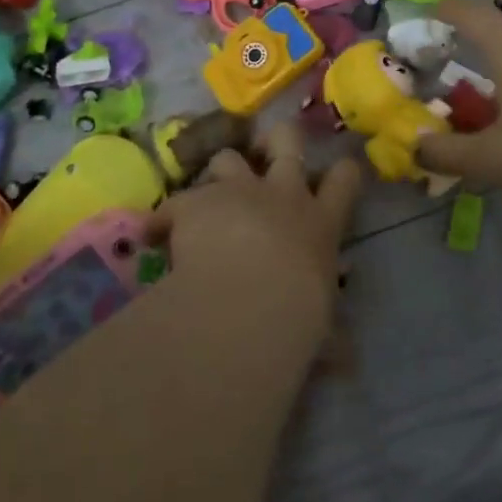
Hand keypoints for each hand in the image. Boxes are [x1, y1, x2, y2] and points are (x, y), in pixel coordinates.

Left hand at [146, 122, 363, 340]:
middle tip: (268, 147)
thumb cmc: (299, 317)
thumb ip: (331, 339)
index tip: (338, 170)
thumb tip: (345, 363)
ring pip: (229, 157)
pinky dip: (166, 218)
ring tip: (210, 196)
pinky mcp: (196, 201)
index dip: (341, 171)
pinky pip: (175, 201)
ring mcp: (238, 191)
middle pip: (288, 140)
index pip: (344, 180)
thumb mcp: (323, 330)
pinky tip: (156, 236)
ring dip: (221, 174)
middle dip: (279, 138)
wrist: (250, 301)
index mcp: (320, 223)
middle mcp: (283, 194)